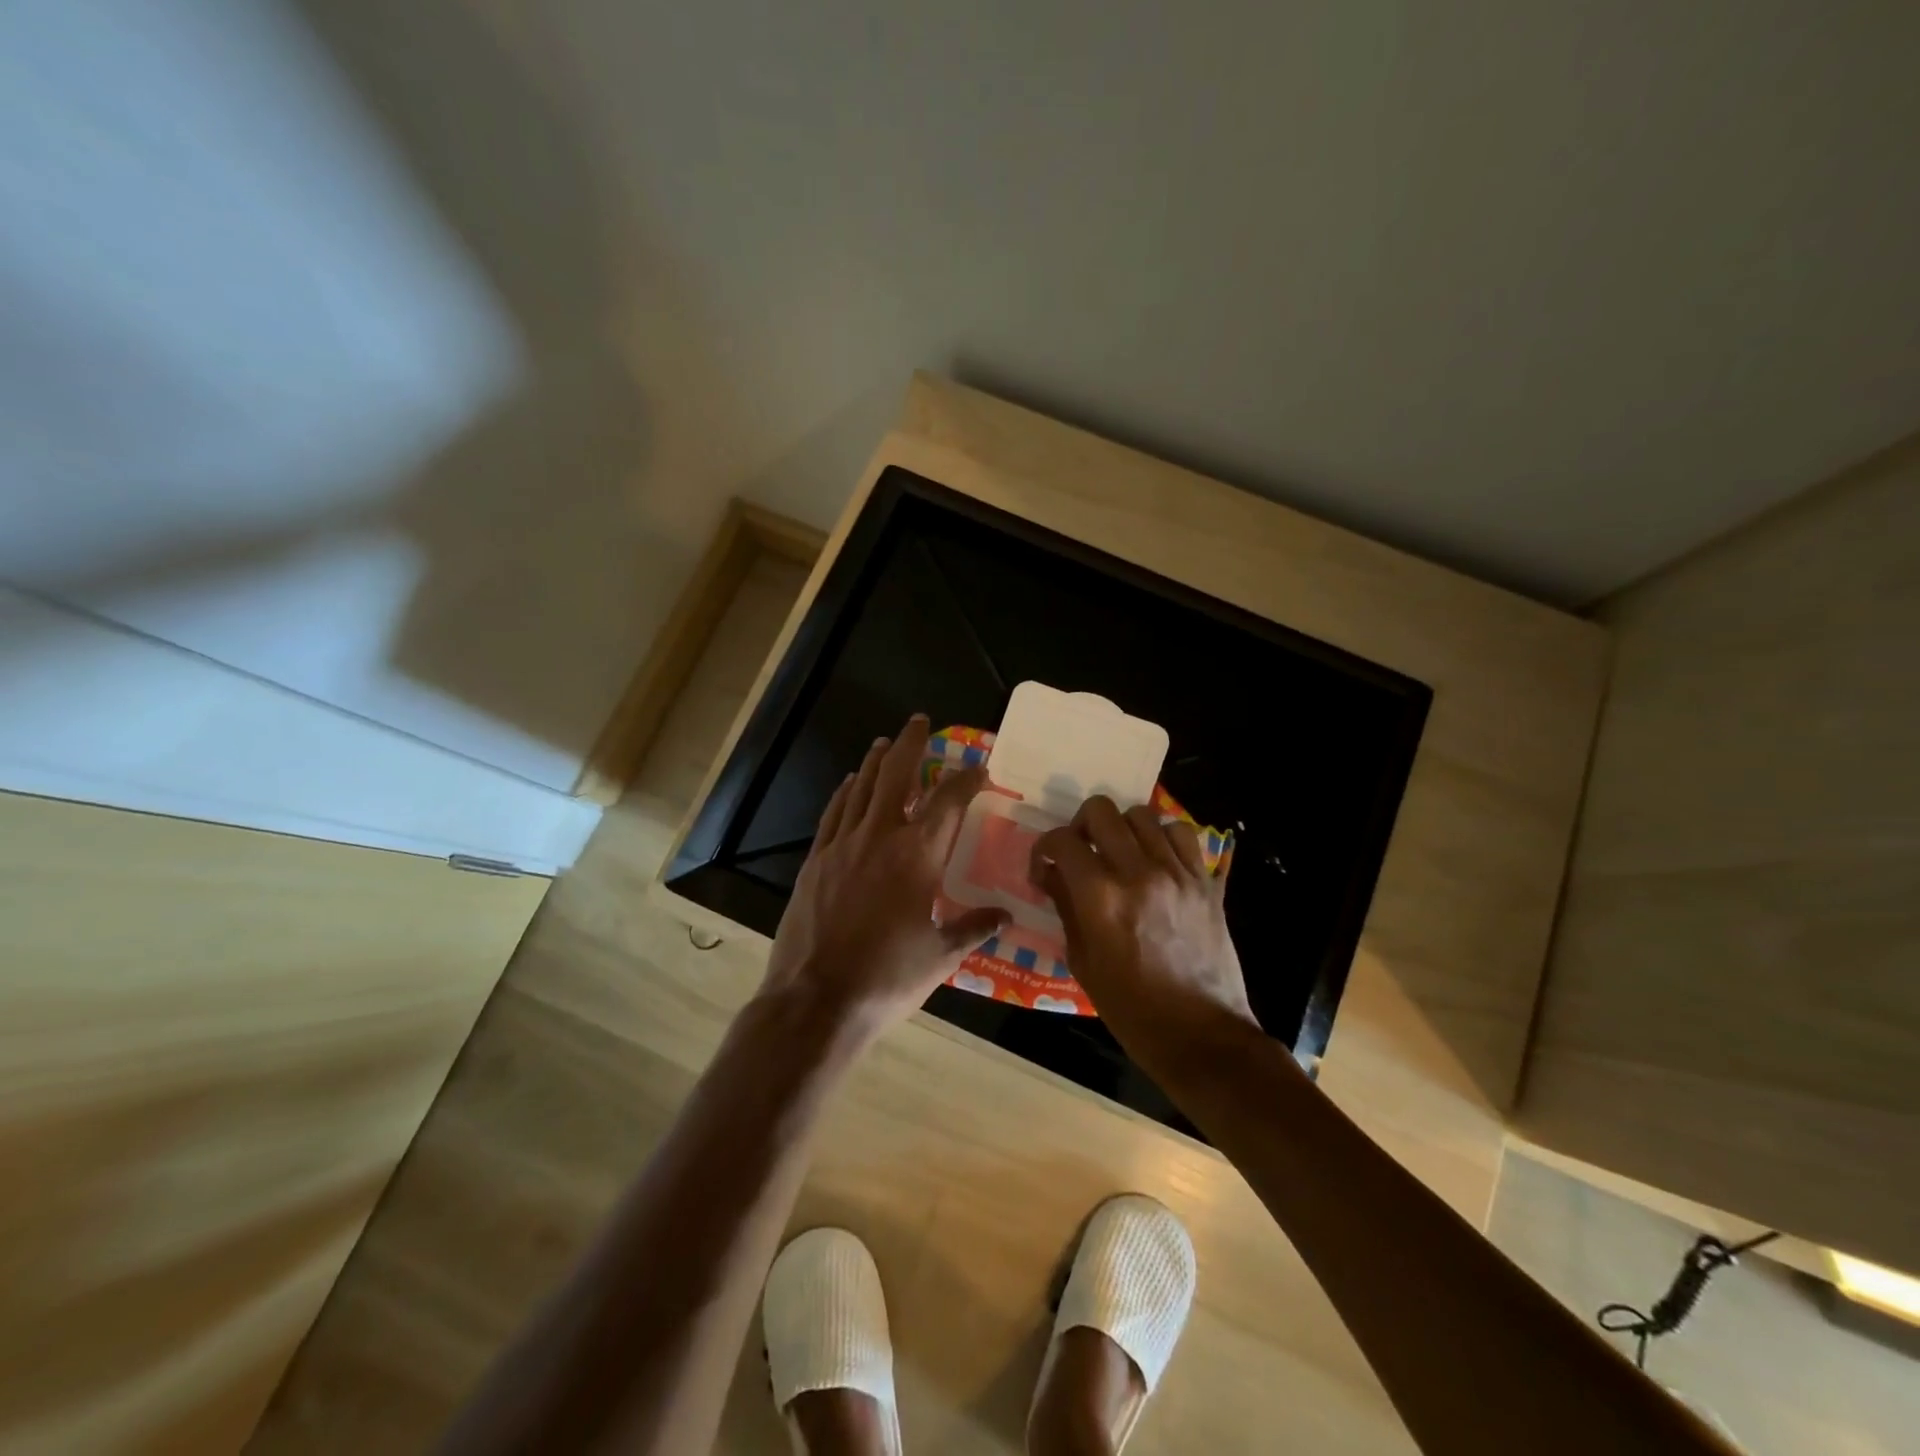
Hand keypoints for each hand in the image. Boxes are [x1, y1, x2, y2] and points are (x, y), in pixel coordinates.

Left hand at [763, 715, 1010, 1036]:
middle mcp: (880, 837)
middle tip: (919, 721)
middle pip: (896, 774)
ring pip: (861, 787)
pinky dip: (845, 792)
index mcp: (918, 856)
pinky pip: (834, 813)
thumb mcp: (941, 956)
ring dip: (876, 761)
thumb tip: (1005, 915)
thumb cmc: (888, 978)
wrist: (816, 999)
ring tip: (886, 742)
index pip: (949, 802)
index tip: (979, 768)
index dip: (967, 779)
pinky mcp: (815, 860)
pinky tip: (849, 783)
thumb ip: (974, 927)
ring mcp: (842, 845)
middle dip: (911, 743)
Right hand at [1030, 796, 1257, 1072]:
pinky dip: (1163, 838)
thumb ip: (1065, 907)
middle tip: (1081, 850)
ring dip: (1122, 828)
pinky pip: (1182, 834)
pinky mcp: (1205, 881)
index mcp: (1101, 897)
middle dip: (1080, 824)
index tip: (1045, 865)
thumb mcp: (1083, 962)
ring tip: (1120, 853)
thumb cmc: (1132, 1009)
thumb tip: (1051, 874)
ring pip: (1143, 814)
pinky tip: (1156, 860)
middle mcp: (1138, 872)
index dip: (1045, 848)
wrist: (1201, 1035)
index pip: (1063, 841)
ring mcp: (1177, 873)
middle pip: (1101, 810)